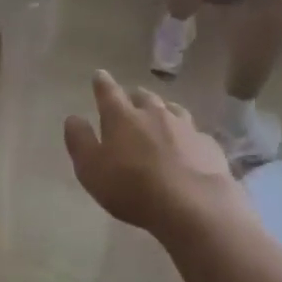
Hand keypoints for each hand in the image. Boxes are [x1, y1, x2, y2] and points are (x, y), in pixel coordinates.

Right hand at [64, 70, 242, 235]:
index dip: (102, 83)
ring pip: (171, 109)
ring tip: (159, 119)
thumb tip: (73, 118)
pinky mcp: (208, 144)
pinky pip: (194, 132)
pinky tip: (187, 146)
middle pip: (142, 96)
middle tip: (130, 104)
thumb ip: (79, 141)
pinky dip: (186, 135)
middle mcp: (154, 113)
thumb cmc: (132, 188)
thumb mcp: (91, 169)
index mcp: (122, 116)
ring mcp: (185, 126)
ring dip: (162, 111)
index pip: (108, 91)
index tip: (99, 75)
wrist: (194, 206)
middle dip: (134, 97)